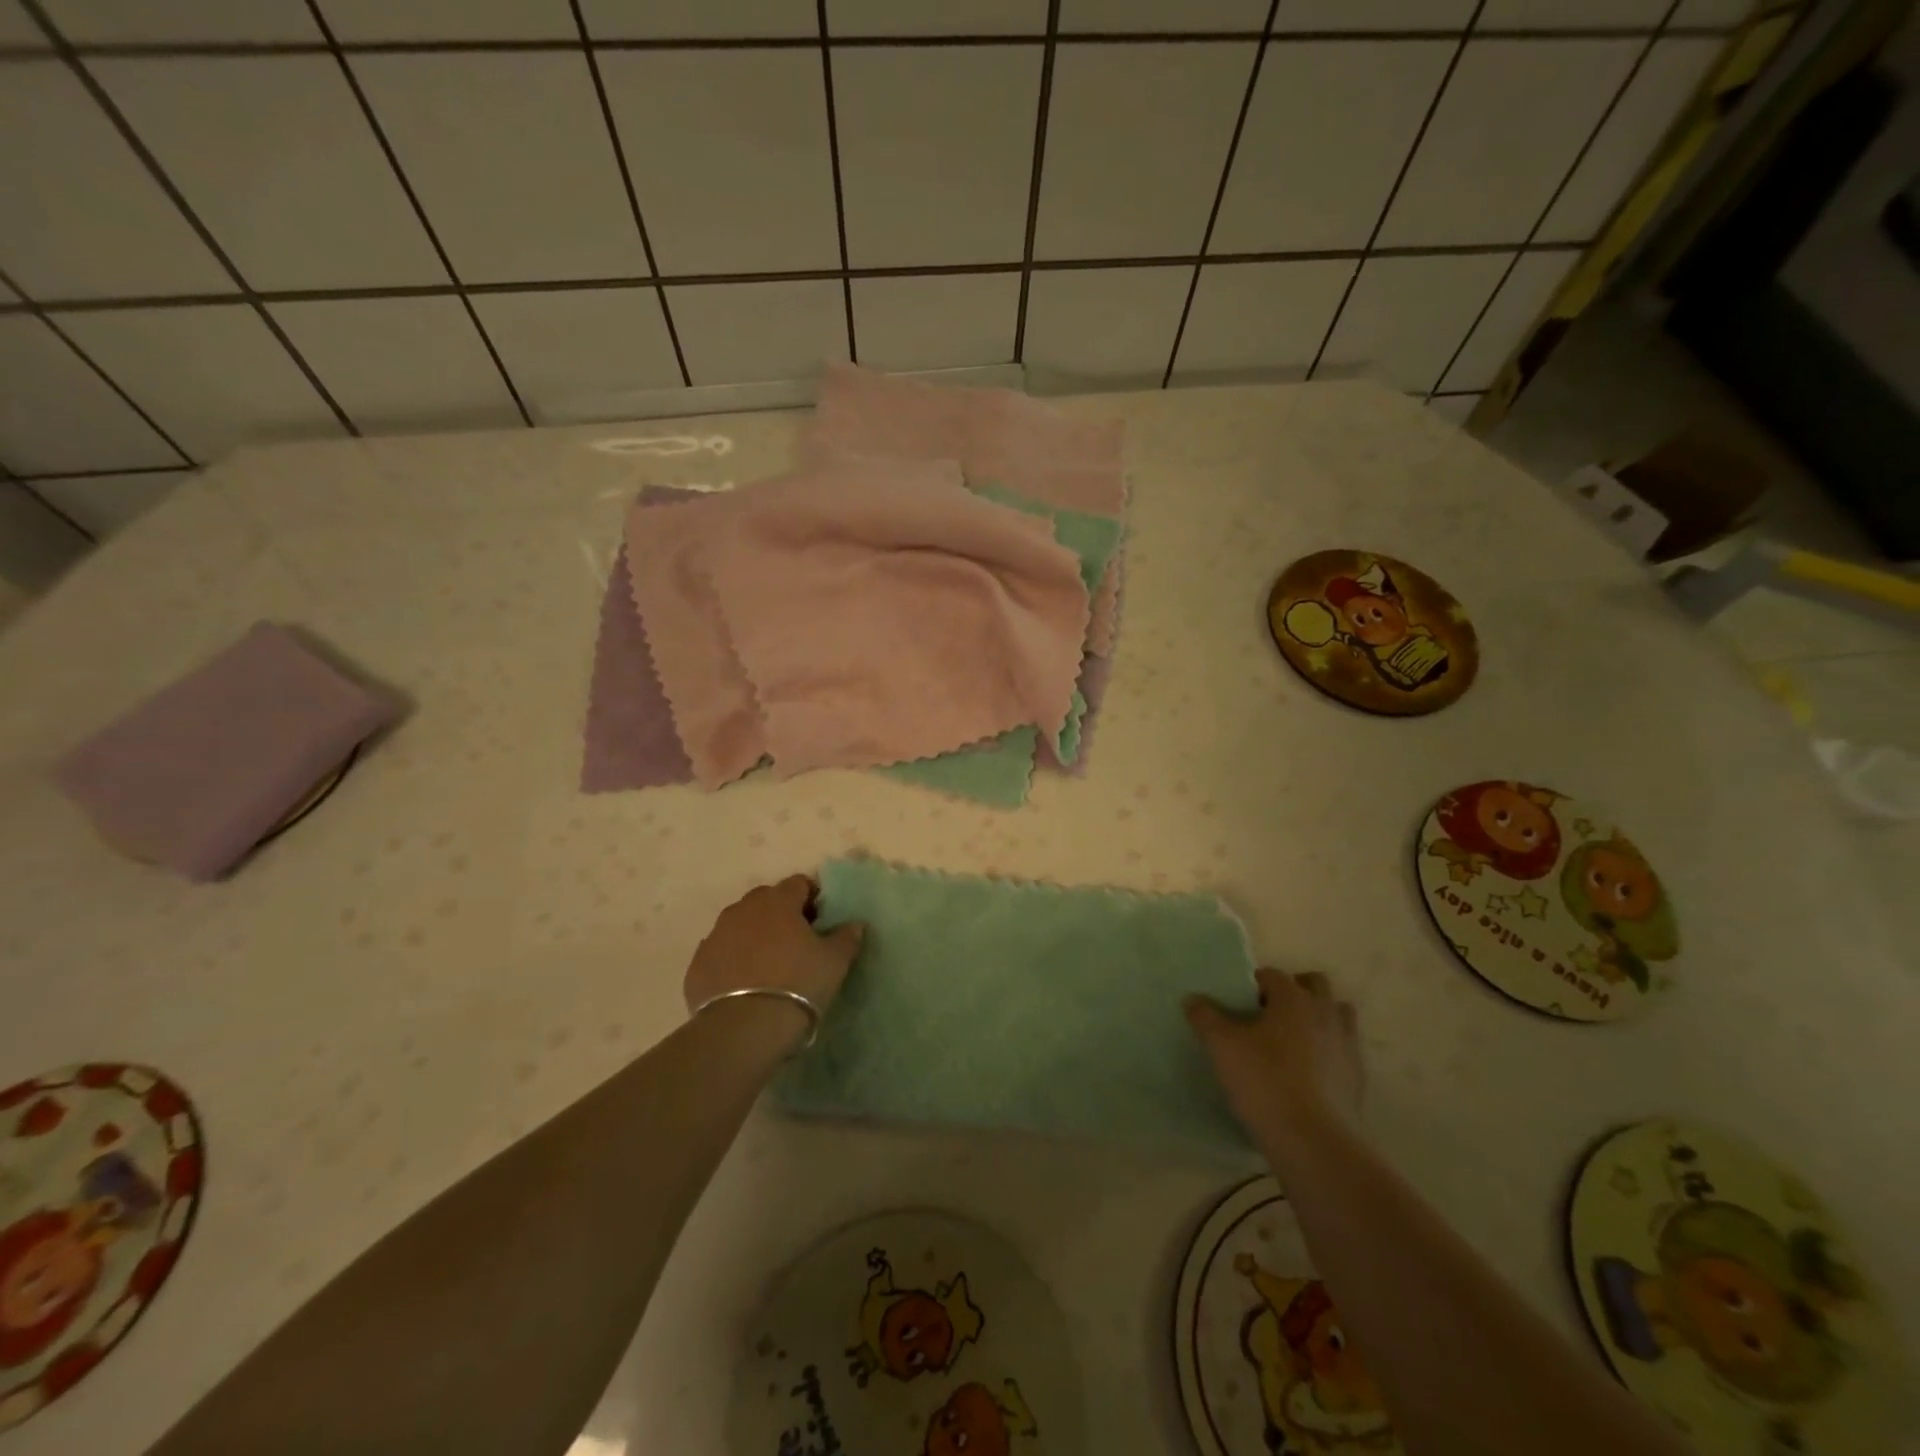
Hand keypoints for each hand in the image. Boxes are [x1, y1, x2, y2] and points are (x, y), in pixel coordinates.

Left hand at [684, 876, 866, 1022]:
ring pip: (740, 925)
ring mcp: (715, 935)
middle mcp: (743, 909)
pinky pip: (721, 952)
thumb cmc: (798, 984)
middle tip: (797, 942)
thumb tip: (855, 924)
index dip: (812, 899)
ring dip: (755, 935)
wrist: (744, 1029)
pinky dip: (733, 960)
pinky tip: (744, 984)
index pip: (799, 884)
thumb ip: (847, 937)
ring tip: (769, 965)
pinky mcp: (697, 964)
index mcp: (778, 901)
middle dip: (782, 914)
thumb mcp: (834, 962)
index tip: (821, 921)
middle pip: (766, 900)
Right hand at [1186, 969, 1363, 1143]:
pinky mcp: (1357, 1077)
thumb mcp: (1222, 1046)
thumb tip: (1193, 999)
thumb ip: (1205, 1017)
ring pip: (1337, 1015)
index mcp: (1294, 999)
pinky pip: (1344, 1049)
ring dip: (1318, 1017)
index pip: (1272, 974)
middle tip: (1269, 1013)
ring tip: (1293, 1038)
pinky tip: (1308, 1072)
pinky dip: (1328, 1050)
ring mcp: (1347, 1045)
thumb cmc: (1265, 1082)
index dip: (1253, 984)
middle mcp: (1325, 1013)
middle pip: (1314, 985)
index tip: (1238, 1003)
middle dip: (1294, 990)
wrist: (1314, 1142)